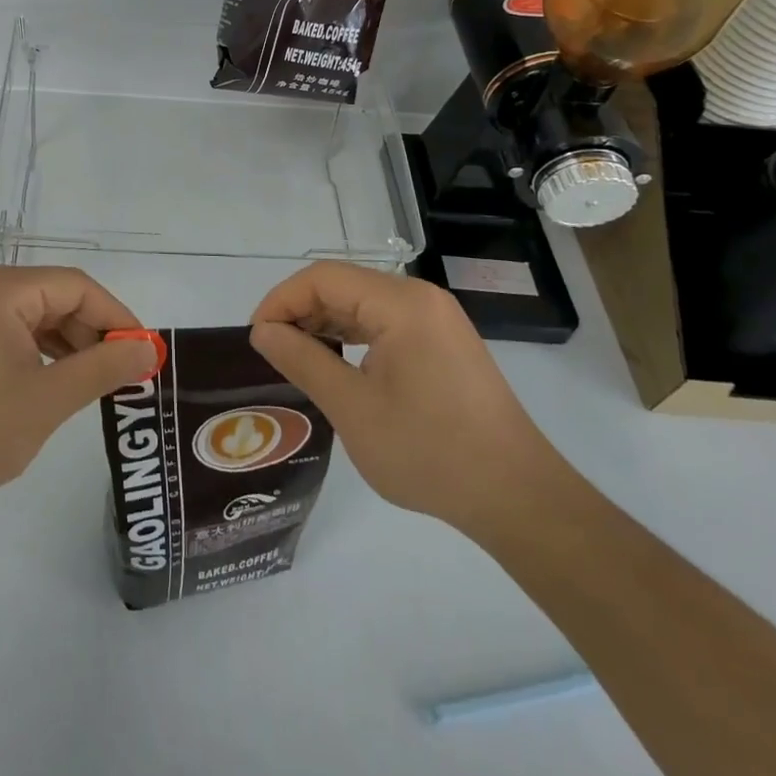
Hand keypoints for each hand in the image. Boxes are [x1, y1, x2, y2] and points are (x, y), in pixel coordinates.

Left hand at [0, 266, 159, 515]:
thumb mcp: (49, 398)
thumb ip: (104, 368)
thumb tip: (149, 350)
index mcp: (1, 289)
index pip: (76, 286)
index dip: (116, 316)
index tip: (144, 352)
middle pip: (56, 297)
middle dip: (93, 333)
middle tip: (125, 373)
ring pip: (37, 316)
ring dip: (70, 345)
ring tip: (97, 382)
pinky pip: (14, 332)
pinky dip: (42, 353)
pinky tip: (59, 383)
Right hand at [249, 262, 557, 539]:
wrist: (518, 498)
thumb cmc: (430, 452)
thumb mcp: (353, 409)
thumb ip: (303, 361)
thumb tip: (263, 332)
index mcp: (400, 303)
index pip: (323, 277)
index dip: (282, 300)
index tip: (257, 337)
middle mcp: (419, 298)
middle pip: (343, 285)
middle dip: (301, 312)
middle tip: (272, 352)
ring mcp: (435, 319)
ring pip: (362, 304)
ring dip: (325, 325)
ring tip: (296, 360)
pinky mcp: (442, 342)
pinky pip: (384, 324)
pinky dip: (352, 337)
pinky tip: (336, 366)